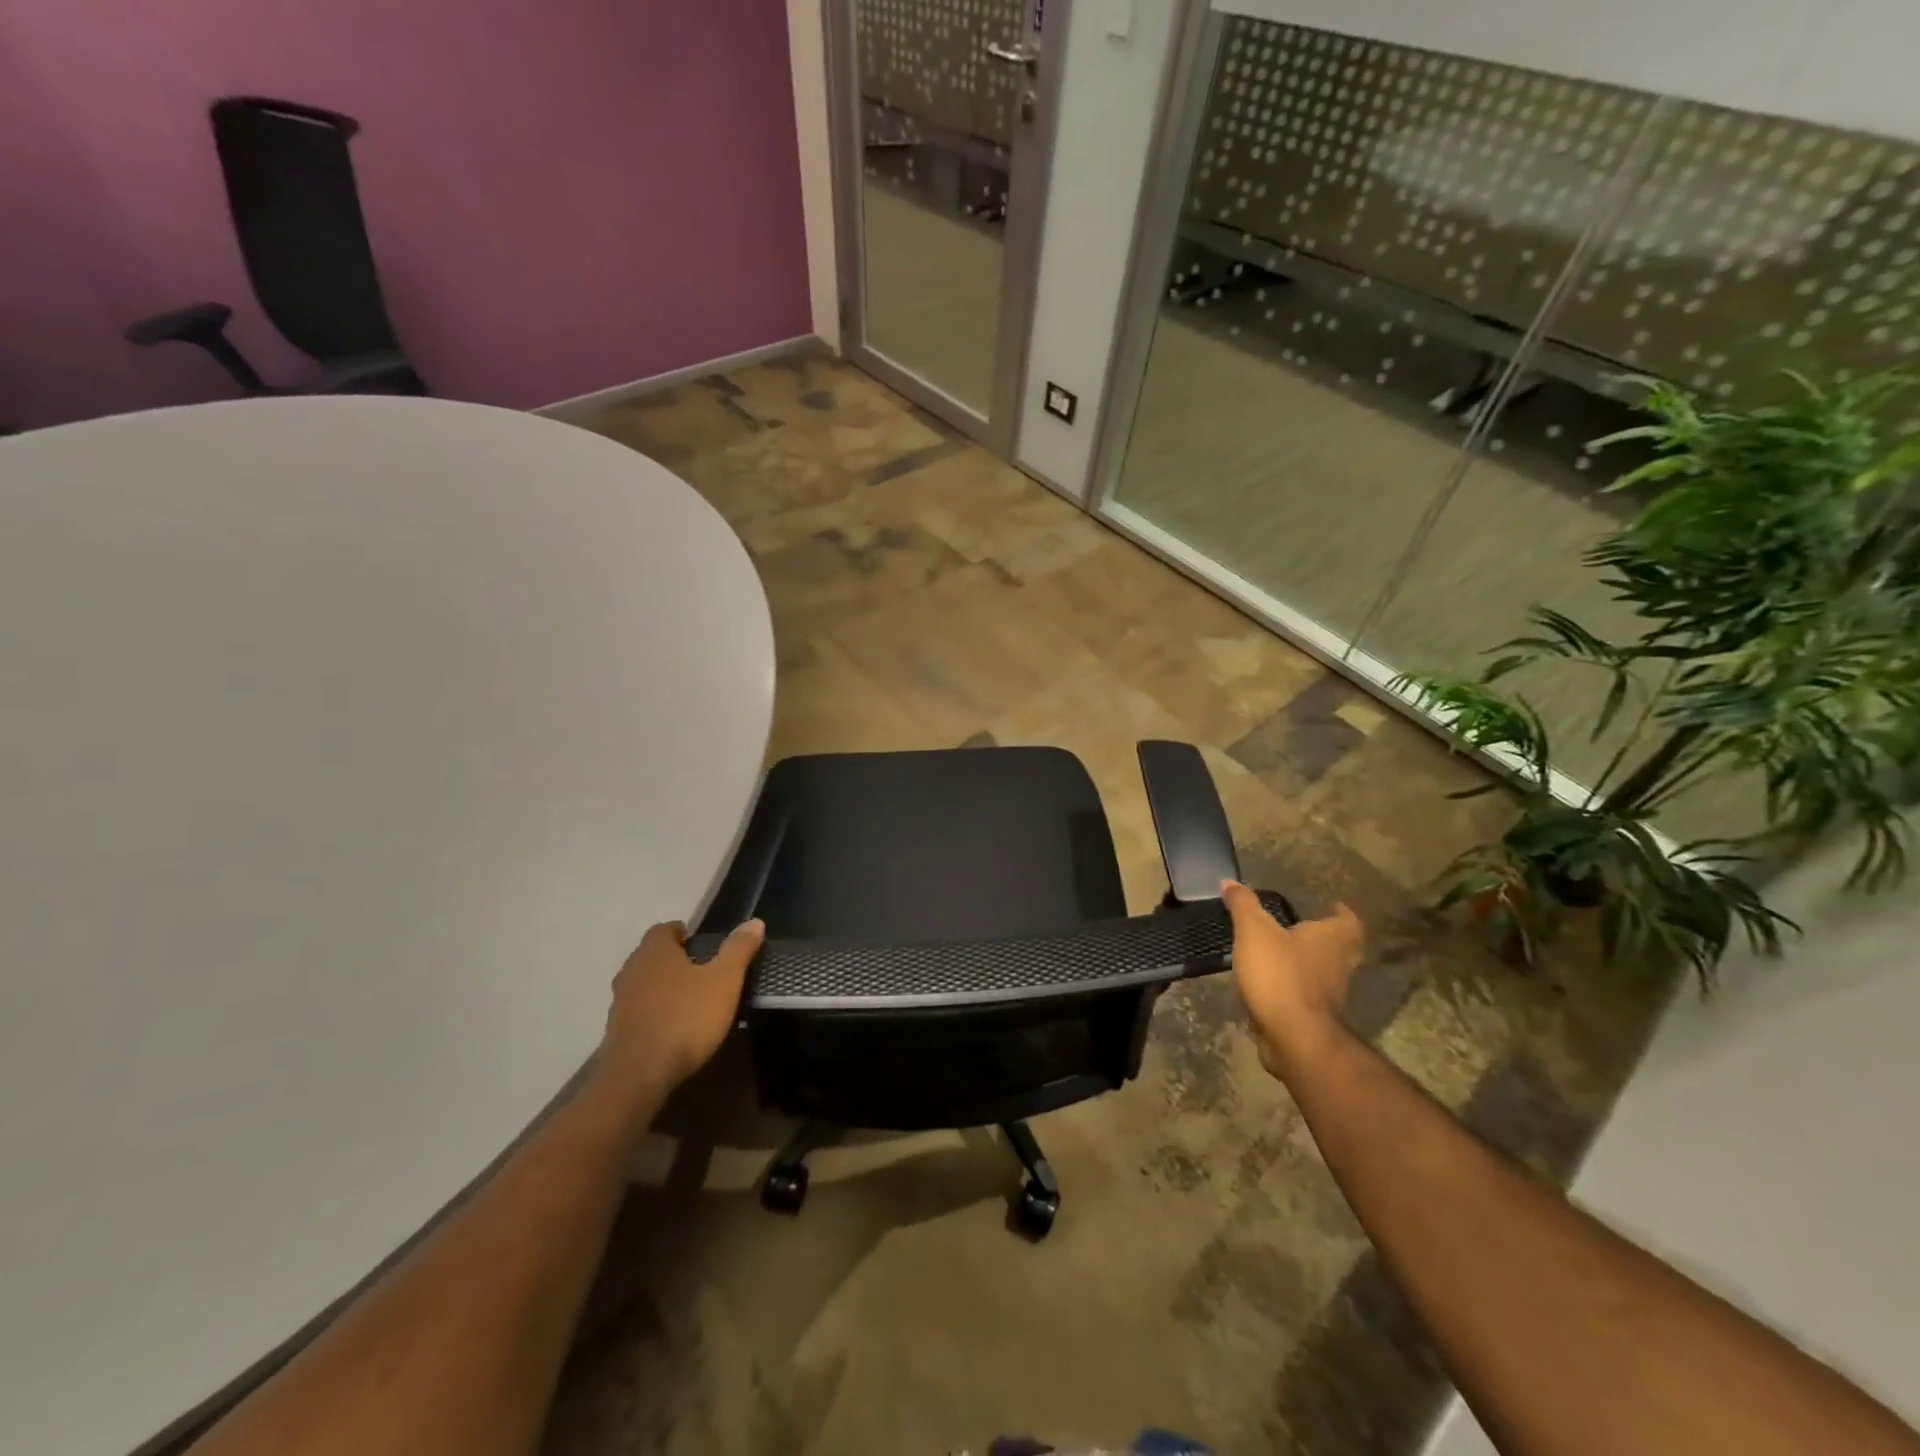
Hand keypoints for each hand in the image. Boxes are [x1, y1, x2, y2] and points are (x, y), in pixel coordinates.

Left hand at [593, 918, 764, 1103]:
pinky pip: (639, 1009)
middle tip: (702, 969)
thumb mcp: (724, 981)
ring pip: (644, 983)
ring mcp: (620, 1002)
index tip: (702, 943)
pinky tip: (674, 1025)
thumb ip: (738, 949)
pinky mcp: (616, 1030)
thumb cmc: (686, 1018)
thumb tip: (754, 922)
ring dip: (663, 986)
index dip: (683, 933)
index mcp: (655, 952)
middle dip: (674, 959)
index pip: (664, 929)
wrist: (640, 1075)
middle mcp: (632, 970)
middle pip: (652, 955)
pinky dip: (655, 1010)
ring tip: (690, 998)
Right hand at [1222, 880, 1363, 1076]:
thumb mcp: (1253, 931)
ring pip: (1329, 972)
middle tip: (1309, 929)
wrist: (1294, 1037)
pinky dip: (1300, 987)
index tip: (1333, 906)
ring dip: (1314, 963)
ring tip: (1287, 954)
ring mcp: (1332, 994)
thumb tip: (1229, 881)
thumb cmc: (1279, 974)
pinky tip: (1277, 984)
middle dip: (1330, 938)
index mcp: (1331, 939)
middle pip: (1344, 947)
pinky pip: (1312, 995)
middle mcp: (1340, 965)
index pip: (1349, 921)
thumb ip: (1243, 904)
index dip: (1342, 913)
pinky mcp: (1318, 1017)